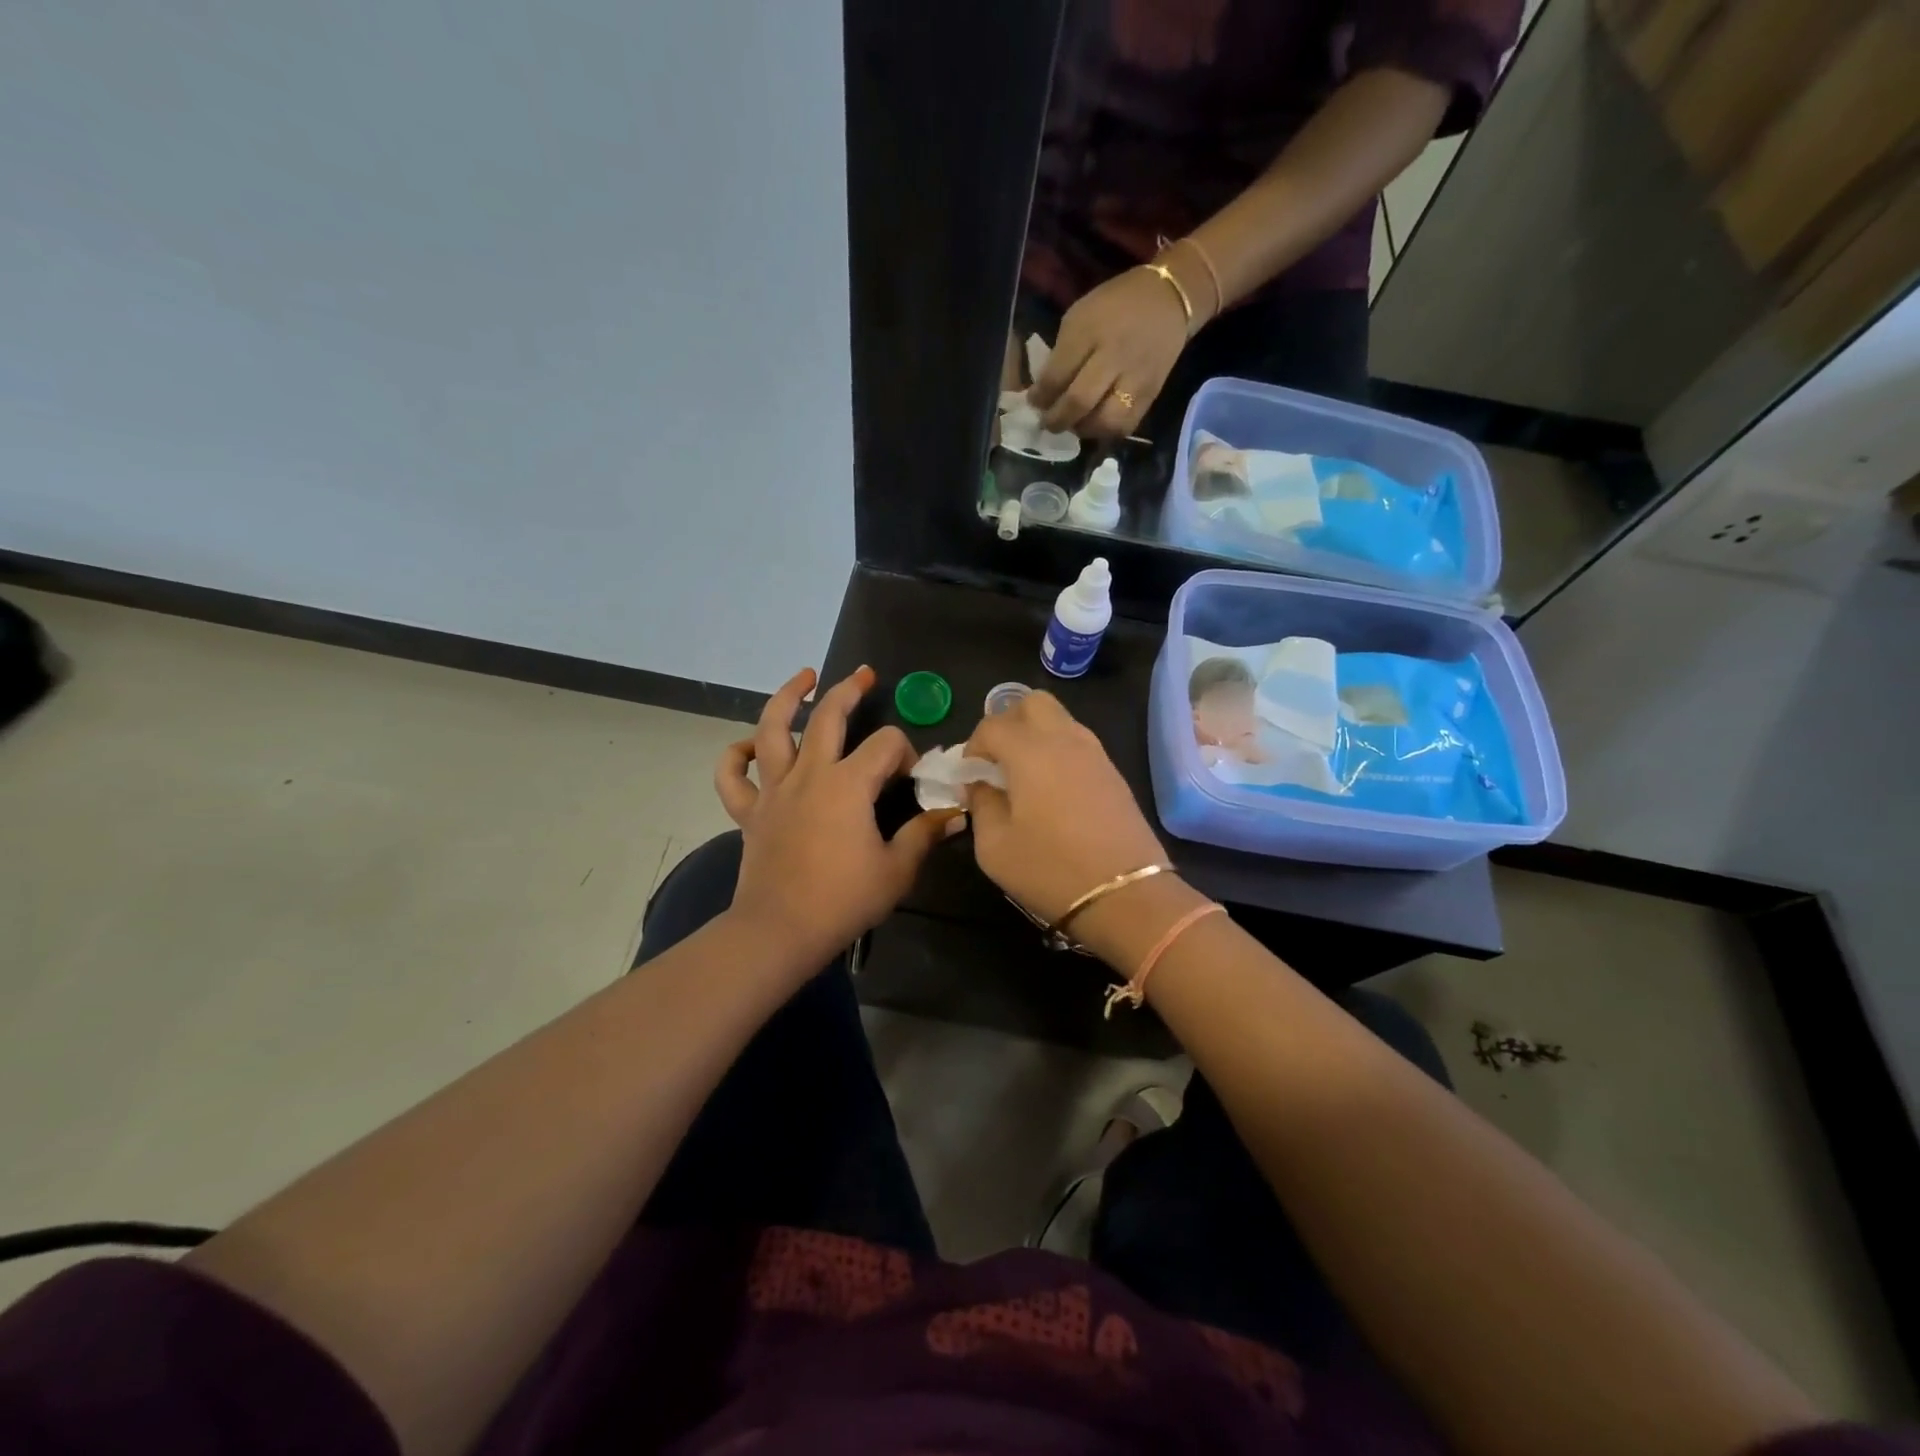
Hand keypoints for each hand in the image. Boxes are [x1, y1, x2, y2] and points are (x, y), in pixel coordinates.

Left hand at [715, 666, 962, 975]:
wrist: (780, 931)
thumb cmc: (843, 900)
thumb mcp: (897, 870)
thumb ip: (924, 835)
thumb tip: (954, 814)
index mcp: (849, 784)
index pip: (886, 744)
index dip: (906, 753)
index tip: (911, 779)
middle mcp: (809, 774)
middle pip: (828, 716)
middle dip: (849, 690)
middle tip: (864, 675)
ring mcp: (774, 790)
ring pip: (772, 729)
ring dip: (787, 698)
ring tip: (802, 678)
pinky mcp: (750, 811)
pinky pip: (732, 776)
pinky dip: (735, 755)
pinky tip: (748, 746)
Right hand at [961, 691, 1169, 925]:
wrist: (1125, 894)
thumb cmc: (1050, 869)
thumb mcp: (994, 846)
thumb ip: (982, 805)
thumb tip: (980, 785)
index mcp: (1030, 751)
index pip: (992, 725)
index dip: (973, 747)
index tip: (968, 777)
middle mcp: (1064, 740)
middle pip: (1032, 703)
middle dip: (1008, 723)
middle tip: (997, 760)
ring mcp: (1095, 753)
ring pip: (1060, 719)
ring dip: (1036, 735)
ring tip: (1024, 776)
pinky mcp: (1114, 773)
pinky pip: (1079, 743)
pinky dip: (1059, 751)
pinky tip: (1052, 790)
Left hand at [1030, 266, 1192, 438]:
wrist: (1169, 298)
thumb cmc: (1114, 306)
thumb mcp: (1079, 317)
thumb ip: (1061, 354)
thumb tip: (1044, 391)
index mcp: (1090, 331)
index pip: (1057, 375)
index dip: (1040, 397)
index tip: (1034, 402)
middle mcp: (1114, 355)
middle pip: (1079, 402)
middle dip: (1057, 420)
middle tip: (1048, 422)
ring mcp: (1135, 377)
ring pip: (1104, 421)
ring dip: (1083, 430)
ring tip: (1074, 424)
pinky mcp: (1151, 394)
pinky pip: (1125, 426)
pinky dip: (1106, 432)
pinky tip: (1096, 424)